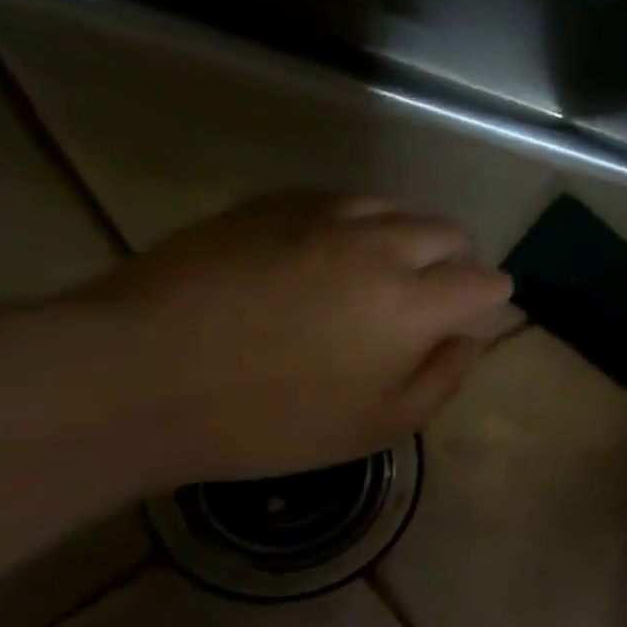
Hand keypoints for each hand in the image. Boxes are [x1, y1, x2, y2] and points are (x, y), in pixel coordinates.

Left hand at [76, 194, 511, 485]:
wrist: (137, 377)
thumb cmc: (269, 419)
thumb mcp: (376, 426)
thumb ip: (442, 379)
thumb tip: (471, 339)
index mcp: (414, 303)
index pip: (483, 282)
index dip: (490, 298)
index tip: (477, 313)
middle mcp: (381, 245)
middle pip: (447, 232)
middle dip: (458, 258)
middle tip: (437, 289)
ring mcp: (324, 217)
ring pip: (396, 208)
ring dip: (410, 234)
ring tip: (390, 264)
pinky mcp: (273, 205)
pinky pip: (341, 200)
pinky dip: (359, 221)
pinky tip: (335, 247)